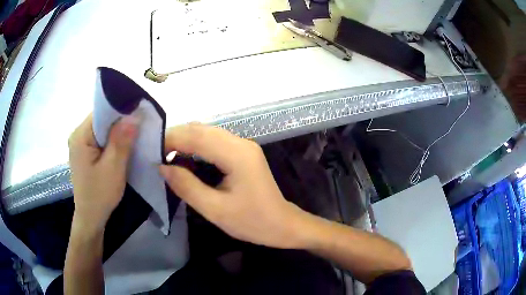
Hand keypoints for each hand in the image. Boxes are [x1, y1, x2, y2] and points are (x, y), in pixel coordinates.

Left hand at [68, 114, 137, 231]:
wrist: (91, 218)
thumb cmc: (100, 195)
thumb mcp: (113, 168)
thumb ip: (122, 140)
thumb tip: (134, 114)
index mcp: (80, 135)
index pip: (101, 111)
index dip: (120, 110)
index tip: (138, 113)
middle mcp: (77, 135)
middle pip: (101, 119)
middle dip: (120, 122)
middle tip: (139, 126)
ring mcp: (80, 143)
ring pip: (102, 128)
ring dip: (116, 132)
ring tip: (132, 136)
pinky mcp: (84, 151)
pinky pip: (100, 138)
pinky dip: (111, 140)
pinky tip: (120, 147)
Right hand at [159, 124, 308, 248]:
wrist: (282, 224)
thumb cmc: (252, 222)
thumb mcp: (215, 210)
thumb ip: (187, 186)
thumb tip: (162, 167)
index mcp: (237, 155)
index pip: (197, 136)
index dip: (171, 139)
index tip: (150, 150)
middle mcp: (241, 143)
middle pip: (202, 129)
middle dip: (176, 137)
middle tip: (155, 152)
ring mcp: (244, 145)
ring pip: (207, 132)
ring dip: (185, 139)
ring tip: (165, 154)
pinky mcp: (243, 152)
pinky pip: (214, 141)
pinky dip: (196, 145)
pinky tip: (185, 157)